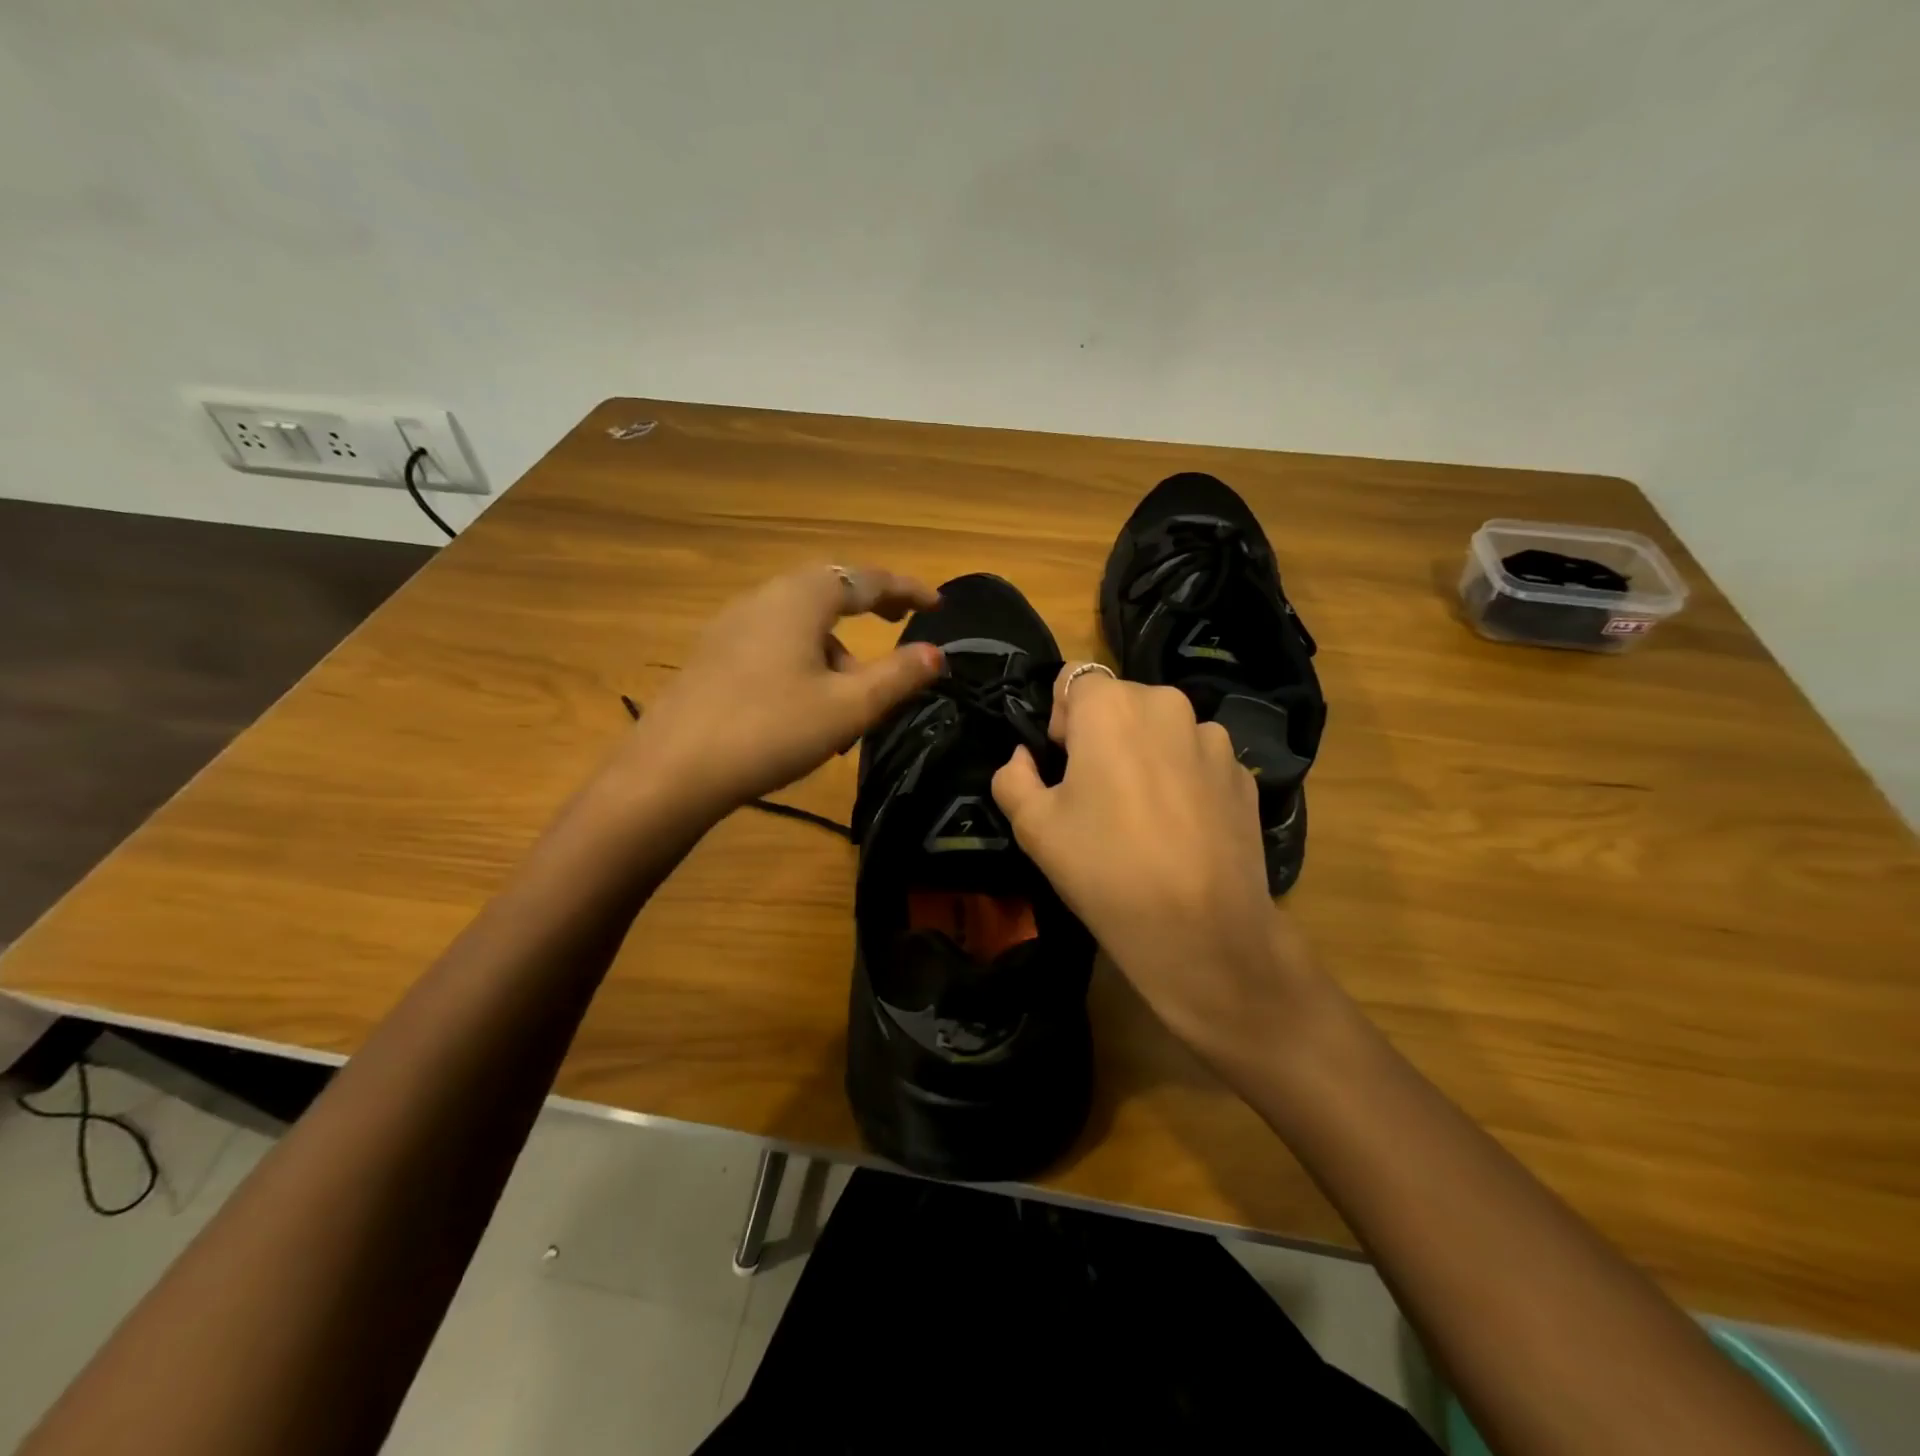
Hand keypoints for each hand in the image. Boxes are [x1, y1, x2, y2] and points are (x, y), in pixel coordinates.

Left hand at [621, 565, 942, 814]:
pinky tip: (804, 704)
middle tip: (898, 622)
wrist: (672, 771)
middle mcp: (764, 598)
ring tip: (851, 696)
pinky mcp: (712, 655)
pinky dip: (804, 659)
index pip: (866, 579)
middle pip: (828, 590)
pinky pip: (773, 642)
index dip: (907, 589)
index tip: (937, 604)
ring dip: (835, 646)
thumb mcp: (848, 707)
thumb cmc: (771, 730)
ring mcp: (731, 625)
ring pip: (799, 621)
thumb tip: (937, 653)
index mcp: (800, 599)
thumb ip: (898, 676)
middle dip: (868, 605)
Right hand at [991, 664, 1323, 1067]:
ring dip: (1146, 754)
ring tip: (1144, 816)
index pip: (1073, 679)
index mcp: (1112, 706)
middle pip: (1121, 702)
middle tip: (1096, 795)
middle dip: (1103, 735)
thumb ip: (1012, 777)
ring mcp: (1215, 739)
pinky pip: (1199, 760)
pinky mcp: (1244, 775)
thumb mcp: (1033, 826)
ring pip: (1163, 730)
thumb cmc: (1104, 868)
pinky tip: (1180, 831)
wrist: (1202, 931)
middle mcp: (1168, 705)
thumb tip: (1023, 758)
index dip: (1060, 718)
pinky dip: (1183, 779)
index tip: (1062, 765)